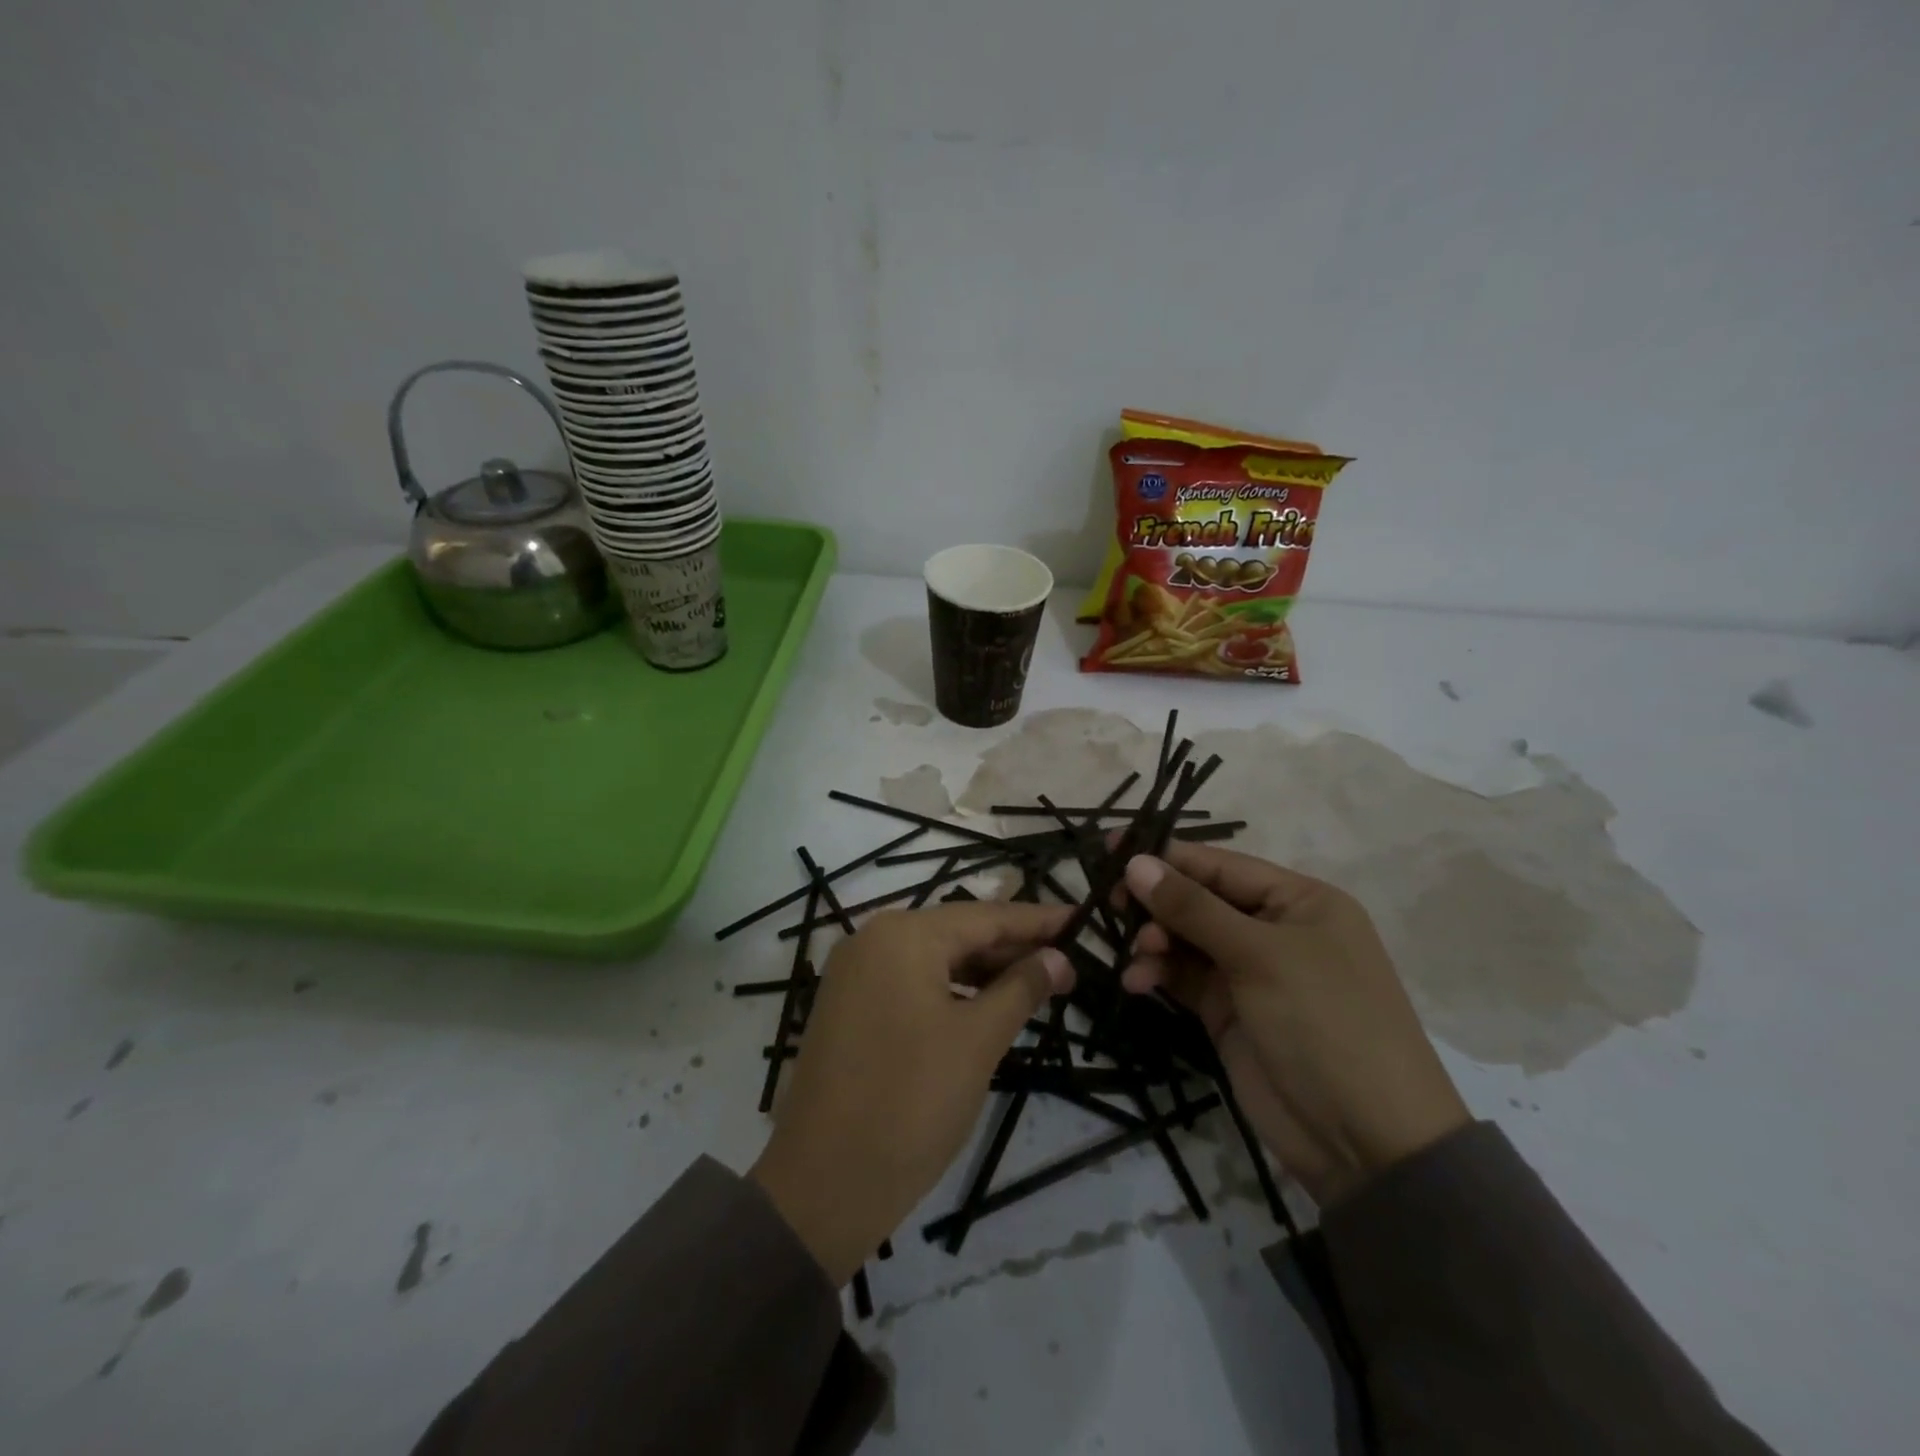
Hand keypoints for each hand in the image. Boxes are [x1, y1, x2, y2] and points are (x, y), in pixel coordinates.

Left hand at [749, 901, 1074, 1285]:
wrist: (822, 1186)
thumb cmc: (910, 1103)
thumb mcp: (978, 1041)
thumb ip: (1021, 988)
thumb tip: (1058, 957)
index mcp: (903, 935)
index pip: (985, 916)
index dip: (1037, 920)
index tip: (1082, 918)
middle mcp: (873, 940)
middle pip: (957, 933)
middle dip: (1013, 947)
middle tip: (1069, 961)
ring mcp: (855, 974)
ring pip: (934, 959)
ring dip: (984, 971)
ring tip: (1038, 984)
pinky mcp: (849, 1007)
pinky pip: (911, 983)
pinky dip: (951, 991)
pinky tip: (985, 1006)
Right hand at [1122, 843, 1468, 1208]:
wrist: (1365, 1141)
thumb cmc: (1324, 1022)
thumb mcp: (1261, 956)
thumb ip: (1193, 908)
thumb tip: (1136, 862)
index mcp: (1299, 902)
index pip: (1221, 865)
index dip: (1166, 856)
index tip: (1109, 848)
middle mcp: (1273, 929)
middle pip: (1199, 900)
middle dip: (1156, 902)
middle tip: (1111, 904)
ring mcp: (1250, 972)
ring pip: (1185, 939)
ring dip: (1154, 942)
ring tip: (1136, 956)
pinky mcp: (1228, 1011)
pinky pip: (1183, 977)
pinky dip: (1158, 974)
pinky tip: (1136, 982)